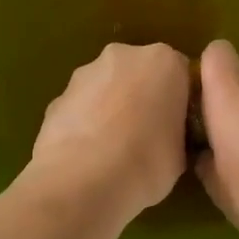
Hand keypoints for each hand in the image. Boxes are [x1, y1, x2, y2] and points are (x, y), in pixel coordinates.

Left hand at [27, 42, 190, 221]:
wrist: (82, 182)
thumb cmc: (147, 163)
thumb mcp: (182, 153)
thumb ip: (177, 131)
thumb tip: (167, 136)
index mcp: (164, 62)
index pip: (180, 74)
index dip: (180, 102)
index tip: (178, 128)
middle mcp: (123, 56)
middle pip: (140, 73)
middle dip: (143, 97)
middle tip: (147, 136)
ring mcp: (84, 74)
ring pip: (106, 87)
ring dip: (111, 108)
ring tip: (113, 150)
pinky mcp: (56, 97)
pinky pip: (80, 108)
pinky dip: (85, 124)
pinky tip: (87, 156)